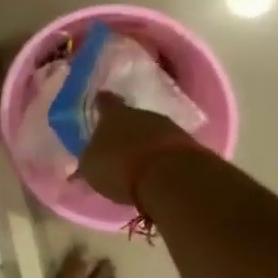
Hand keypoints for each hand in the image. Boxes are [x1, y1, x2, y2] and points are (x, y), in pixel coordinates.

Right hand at [75, 91, 200, 205]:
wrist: (169, 176)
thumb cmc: (119, 166)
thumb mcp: (91, 167)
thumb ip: (90, 159)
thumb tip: (89, 157)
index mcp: (113, 115)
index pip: (105, 102)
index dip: (102, 103)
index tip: (100, 100)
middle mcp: (141, 114)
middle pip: (132, 117)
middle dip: (126, 128)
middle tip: (119, 142)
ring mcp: (168, 127)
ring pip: (152, 131)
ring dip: (146, 143)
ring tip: (139, 161)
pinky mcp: (188, 145)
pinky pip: (168, 148)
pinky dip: (161, 156)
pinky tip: (156, 170)